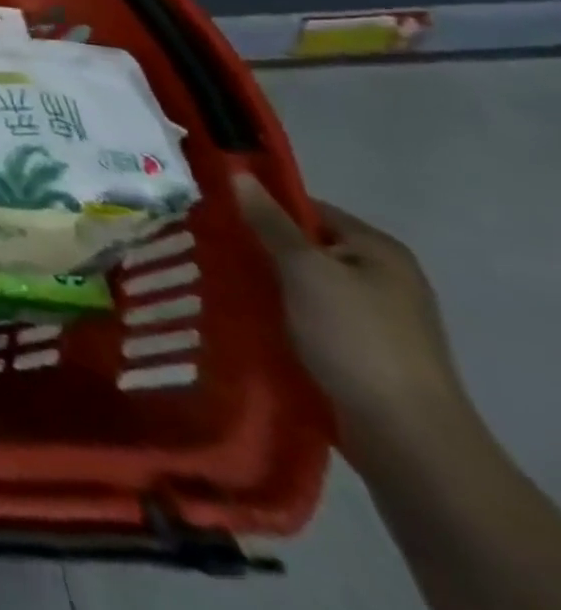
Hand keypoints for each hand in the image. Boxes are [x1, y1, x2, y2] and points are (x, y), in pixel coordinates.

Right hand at [235, 175, 468, 465]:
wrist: (404, 436)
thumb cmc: (354, 337)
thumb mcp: (305, 269)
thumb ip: (269, 221)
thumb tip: (238, 173)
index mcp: (378, 250)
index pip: (307, 208)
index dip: (260, 206)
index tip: (212, 211)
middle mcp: (381, 277)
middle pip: (303, 246)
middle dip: (256, 246)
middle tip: (205, 245)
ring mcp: (372, 316)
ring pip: (299, 282)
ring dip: (262, 280)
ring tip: (212, 278)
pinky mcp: (357, 349)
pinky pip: (305, 314)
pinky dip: (275, 311)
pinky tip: (241, 313)